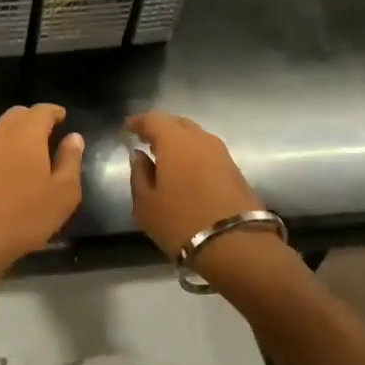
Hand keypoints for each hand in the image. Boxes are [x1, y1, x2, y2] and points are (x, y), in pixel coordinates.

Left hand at [0, 104, 83, 282]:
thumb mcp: (63, 192)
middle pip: (18, 115)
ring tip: (36, 151)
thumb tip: (74, 137)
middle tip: (50, 131)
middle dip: (34, 118)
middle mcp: (2, 135)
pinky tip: (17, 168)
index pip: (41, 111)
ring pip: (3, 130)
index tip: (63, 117)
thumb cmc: (26, 214)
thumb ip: (70, 160)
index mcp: (27, 134)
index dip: (54, 112)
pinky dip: (8, 148)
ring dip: (19, 133)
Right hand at [126, 111, 264, 257]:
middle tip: (146, 141)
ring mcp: (222, 154)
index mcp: (175, 141)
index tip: (128, 128)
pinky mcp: (235, 170)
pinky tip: (186, 170)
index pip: (154, 119)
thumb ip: (139, 174)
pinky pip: (207, 152)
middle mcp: (201, 140)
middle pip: (178, 123)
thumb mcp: (146, 204)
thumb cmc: (181, 222)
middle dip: (160, 129)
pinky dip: (193, 154)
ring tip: (165, 157)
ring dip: (179, 142)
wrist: (236, 245)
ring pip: (196, 137)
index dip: (139, 122)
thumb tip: (139, 156)